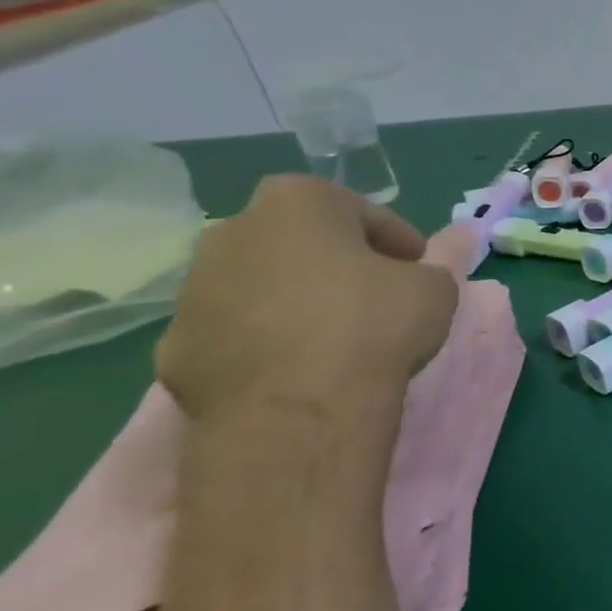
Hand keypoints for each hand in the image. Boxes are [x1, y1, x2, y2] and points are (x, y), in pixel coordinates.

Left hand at [157, 176, 457, 419]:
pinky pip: (234, 332)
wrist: (299, 408)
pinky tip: (297, 367)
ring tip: (335, 336)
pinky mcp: (175, 345)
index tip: (418, 267)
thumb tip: (421, 267)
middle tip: (374, 294)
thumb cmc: (374, 325)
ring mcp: (194, 289)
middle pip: (299, 241)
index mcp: (298, 203)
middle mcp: (233, 231)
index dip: (397, 240)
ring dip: (295, 300)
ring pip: (260, 284)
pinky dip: (264, 341)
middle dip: (335, 261)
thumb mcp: (436, 289)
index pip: (362, 211)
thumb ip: (430, 268)